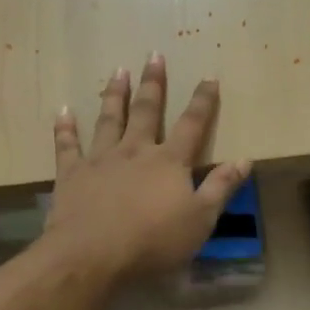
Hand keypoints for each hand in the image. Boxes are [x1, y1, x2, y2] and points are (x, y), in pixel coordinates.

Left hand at [46, 53, 251, 281]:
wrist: (92, 255)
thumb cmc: (153, 241)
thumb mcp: (200, 219)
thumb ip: (221, 187)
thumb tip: (245, 159)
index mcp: (169, 161)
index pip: (191, 124)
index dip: (202, 101)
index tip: (209, 77)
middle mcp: (135, 151)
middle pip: (147, 111)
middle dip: (153, 83)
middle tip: (154, 55)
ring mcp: (100, 159)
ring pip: (109, 119)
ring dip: (114, 94)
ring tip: (118, 71)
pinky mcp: (71, 174)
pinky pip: (67, 145)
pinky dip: (65, 128)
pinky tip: (63, 111)